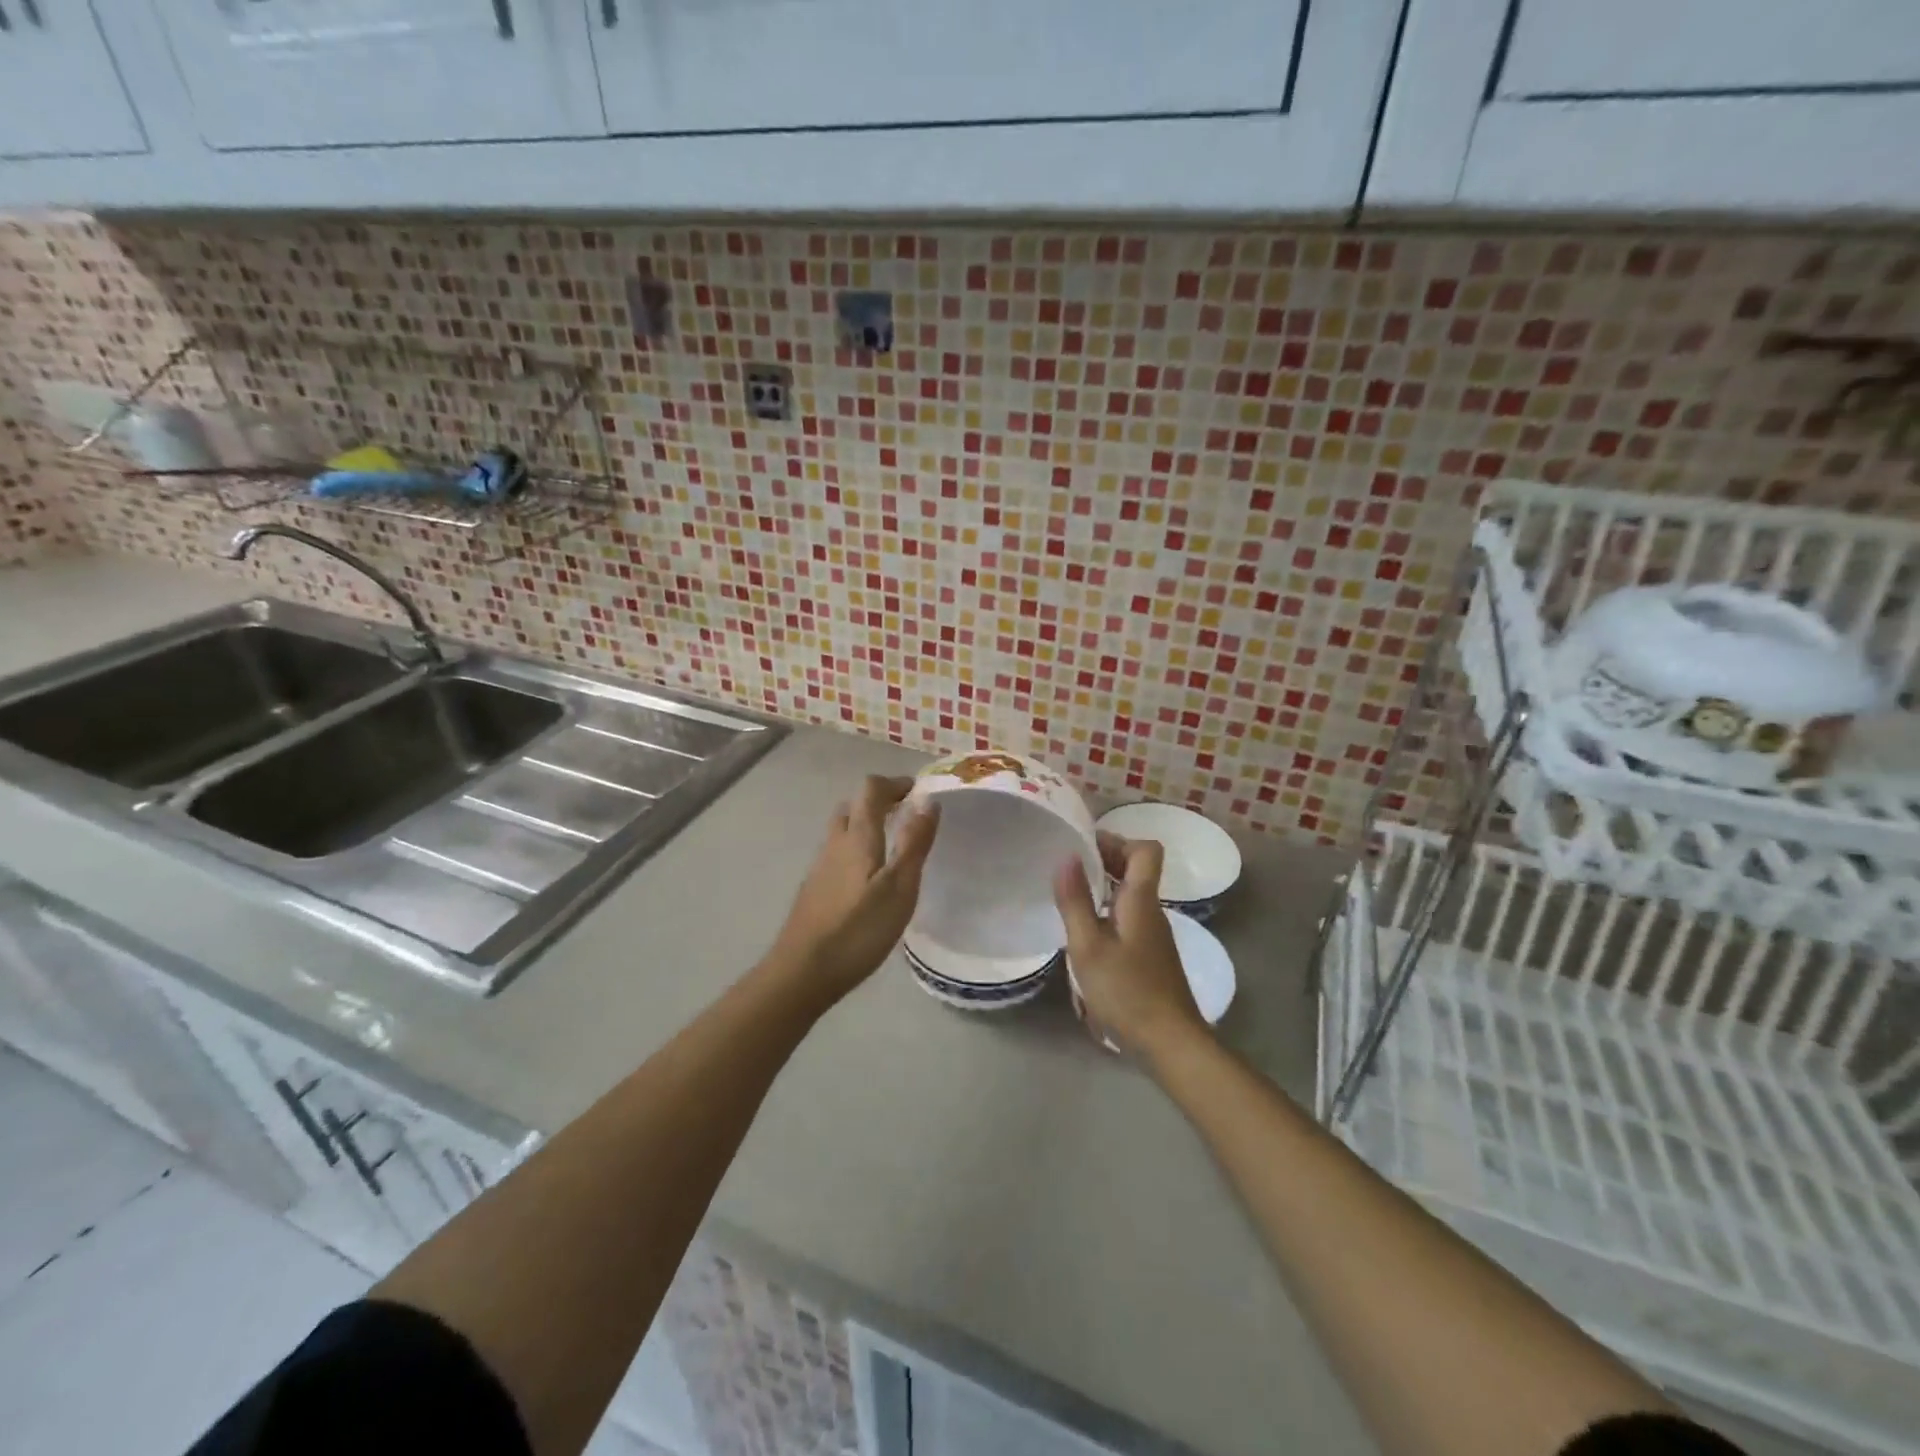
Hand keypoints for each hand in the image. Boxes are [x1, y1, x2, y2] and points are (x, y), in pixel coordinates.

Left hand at [764, 776, 939, 1008]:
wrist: (802, 972)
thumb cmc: (858, 929)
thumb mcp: (899, 887)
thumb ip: (914, 843)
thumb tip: (928, 802)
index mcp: (857, 836)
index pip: (871, 789)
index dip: (895, 784)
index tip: (919, 792)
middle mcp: (834, 843)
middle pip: (853, 806)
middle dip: (880, 802)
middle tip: (907, 816)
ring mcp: (819, 866)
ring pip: (842, 830)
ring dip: (866, 825)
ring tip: (893, 845)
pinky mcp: (814, 889)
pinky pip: (837, 853)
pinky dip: (856, 848)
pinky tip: (869, 878)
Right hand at [1055, 833, 1207, 1060]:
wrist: (1170, 1042)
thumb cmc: (1126, 992)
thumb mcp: (1089, 947)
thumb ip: (1075, 901)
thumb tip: (1067, 856)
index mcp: (1141, 900)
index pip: (1146, 850)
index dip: (1117, 840)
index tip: (1084, 847)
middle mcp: (1153, 910)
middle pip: (1138, 868)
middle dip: (1105, 860)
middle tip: (1069, 869)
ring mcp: (1154, 934)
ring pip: (1132, 894)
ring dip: (1104, 886)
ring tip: (1070, 896)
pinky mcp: (1151, 955)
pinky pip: (1130, 916)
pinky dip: (1108, 911)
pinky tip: (1086, 932)